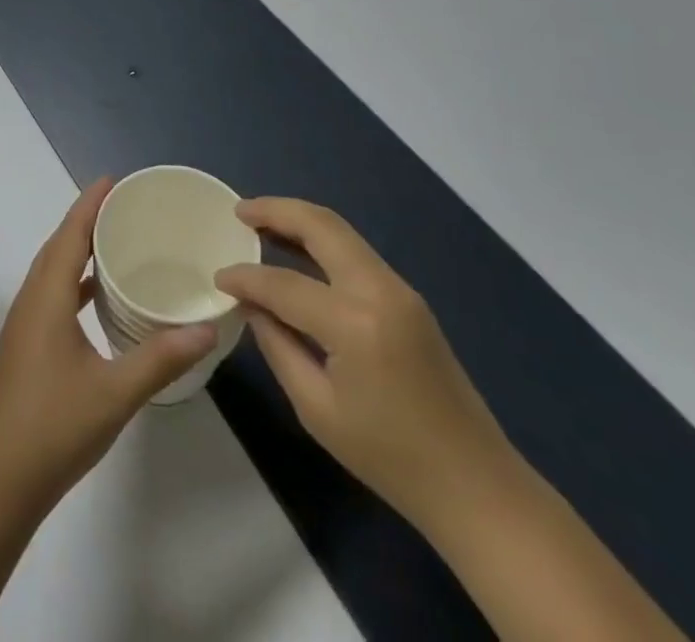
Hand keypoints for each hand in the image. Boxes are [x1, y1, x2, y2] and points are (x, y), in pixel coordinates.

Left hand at [0, 179, 216, 508]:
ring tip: (115, 240)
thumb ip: (160, 357)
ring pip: (53, 270)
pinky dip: (75, 280)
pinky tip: (97, 295)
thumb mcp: (115, 392)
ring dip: (78, 248)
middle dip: (87, 219)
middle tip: (125, 206)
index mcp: (47, 296)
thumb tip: (207, 327)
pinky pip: (53, 292)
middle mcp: (32, 299)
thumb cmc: (53, 426)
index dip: (89, 204)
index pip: (68, 234)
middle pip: (58, 245)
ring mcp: (26, 323)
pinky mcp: (28, 344)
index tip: (113, 180)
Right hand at [216, 197, 511, 526]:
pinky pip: (355, 252)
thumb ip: (277, 345)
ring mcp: (400, 289)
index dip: (246, 278)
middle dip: (275, 210)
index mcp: (355, 323)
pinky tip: (297, 251)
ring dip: (299, 220)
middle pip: (321, 226)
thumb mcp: (316, 409)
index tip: (217, 278)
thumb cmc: (390, 457)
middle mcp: (379, 290)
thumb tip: (252, 305)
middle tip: (238, 210)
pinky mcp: (408, 298)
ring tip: (260, 220)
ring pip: (341, 231)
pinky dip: (321, 241)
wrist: (476, 485)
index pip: (283, 283)